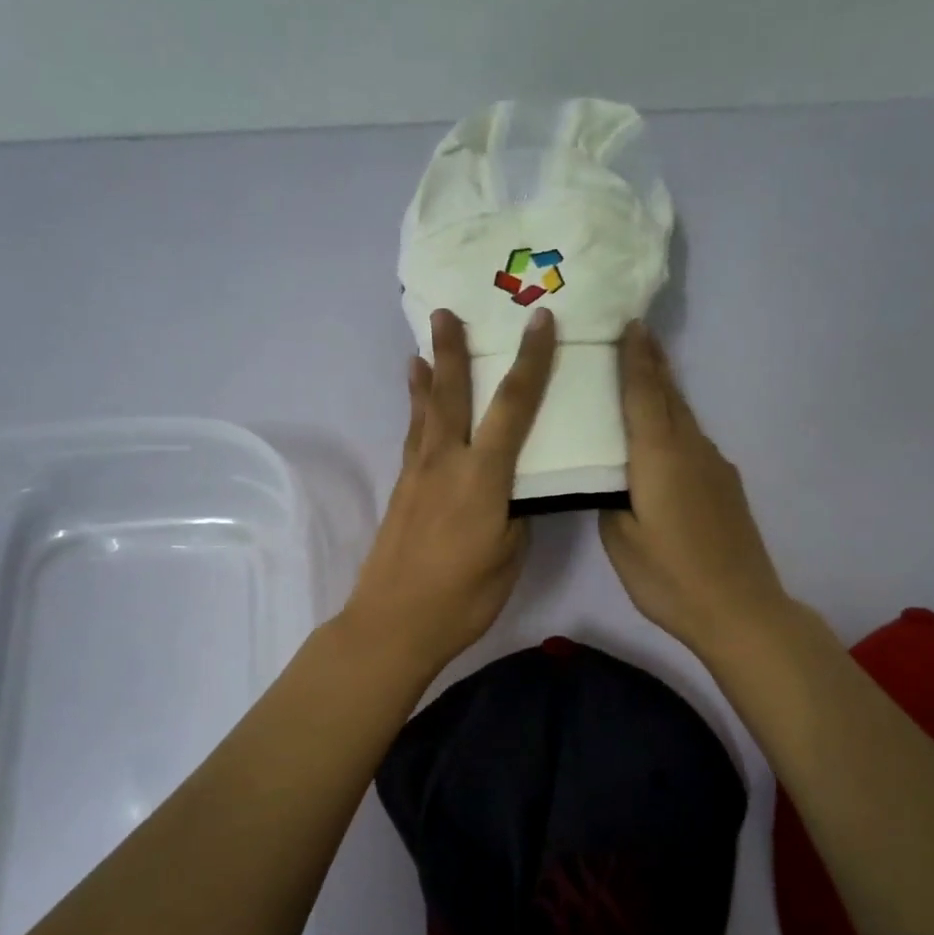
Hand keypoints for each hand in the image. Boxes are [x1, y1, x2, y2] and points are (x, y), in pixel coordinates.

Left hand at [339, 306, 556, 679]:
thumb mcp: (509, 557)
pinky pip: (413, 438)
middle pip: (452, 394)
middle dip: (453, 350)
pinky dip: (416, 413)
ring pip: (424, 413)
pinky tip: (417, 408)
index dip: (530, 361)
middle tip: (446, 311)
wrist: (393, 623)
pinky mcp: (401, 491)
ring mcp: (418, 475)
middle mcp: (447, 463)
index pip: (514, 407)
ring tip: (422, 348)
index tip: (539, 321)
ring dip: (426, 377)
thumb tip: (513, 493)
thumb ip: (514, 515)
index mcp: (483, 477)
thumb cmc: (462, 597)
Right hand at [599, 322, 793, 660]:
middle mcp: (691, 449)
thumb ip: (610, 499)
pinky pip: (695, 441)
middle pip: (670, 396)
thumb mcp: (621, 540)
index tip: (631, 324)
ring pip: (685, 417)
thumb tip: (612, 479)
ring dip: (665, 392)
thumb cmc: (670, 576)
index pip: (643, 394)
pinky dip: (676, 425)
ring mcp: (715, 466)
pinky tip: (666, 438)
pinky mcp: (727, 486)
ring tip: (645, 376)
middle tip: (638, 333)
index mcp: (659, 456)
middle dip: (653, 363)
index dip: (635, 358)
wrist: (740, 608)